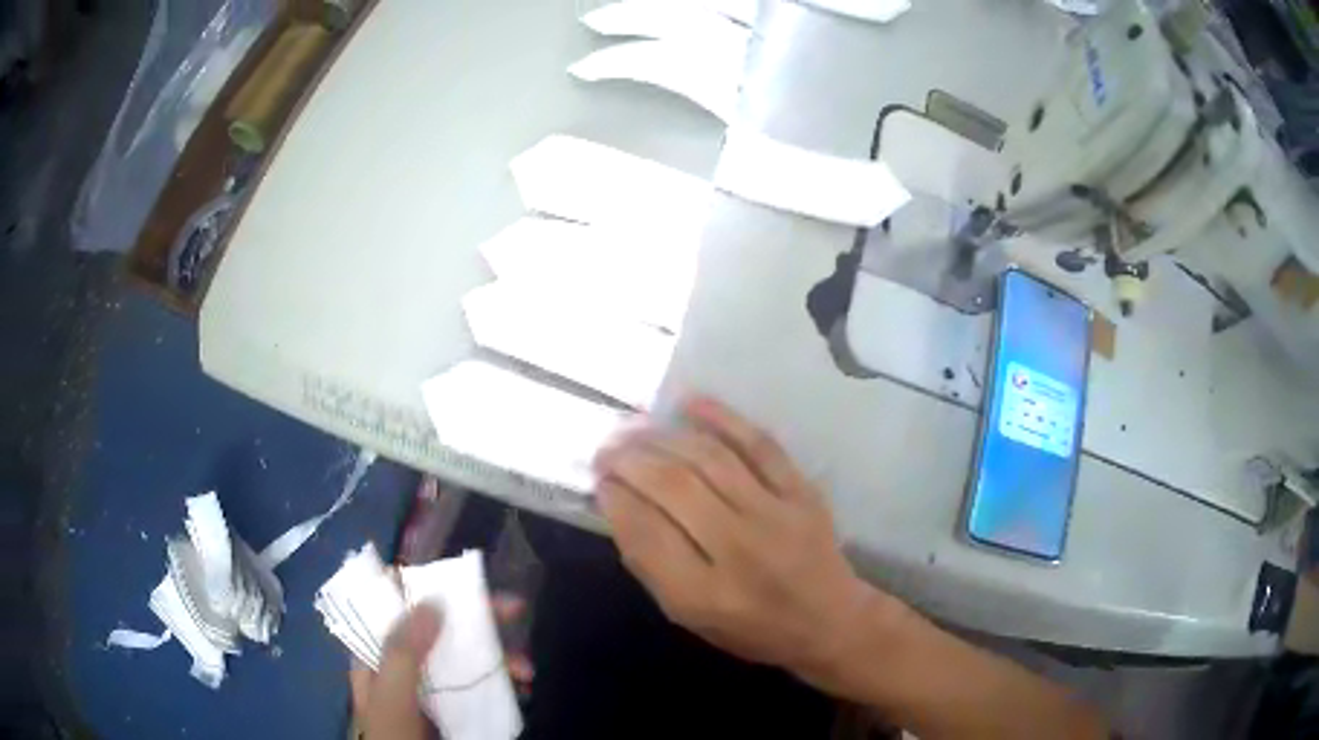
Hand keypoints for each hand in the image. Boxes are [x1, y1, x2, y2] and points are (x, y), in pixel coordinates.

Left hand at [349, 598, 534, 738]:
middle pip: (437, 627)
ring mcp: (433, 686)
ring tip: (526, 668)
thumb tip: (432, 601)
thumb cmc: (394, 738)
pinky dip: (505, 679)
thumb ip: (402, 654)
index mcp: (377, 655)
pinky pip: (482, 682)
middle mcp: (405, 665)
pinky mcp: (458, 706)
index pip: (393, 607)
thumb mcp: (390, 699)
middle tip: (514, 608)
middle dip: (477, 618)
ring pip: (465, 655)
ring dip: (499, 654)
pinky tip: (523, 684)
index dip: (422, 587)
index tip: (458, 580)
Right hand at [594, 397, 891, 689]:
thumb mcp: (690, 617)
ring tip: (634, 428)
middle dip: (629, 460)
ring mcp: (775, 515)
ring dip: (663, 437)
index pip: (644, 533)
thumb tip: (620, 506)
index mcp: (703, 594)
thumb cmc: (751, 627)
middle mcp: (739, 550)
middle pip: (673, 487)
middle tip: (607, 448)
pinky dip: (723, 418)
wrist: (828, 620)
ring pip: (709, 459)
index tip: (599, 480)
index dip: (615, 499)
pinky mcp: (802, 491)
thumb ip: (652, 566)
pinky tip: (690, 403)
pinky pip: (760, 445)